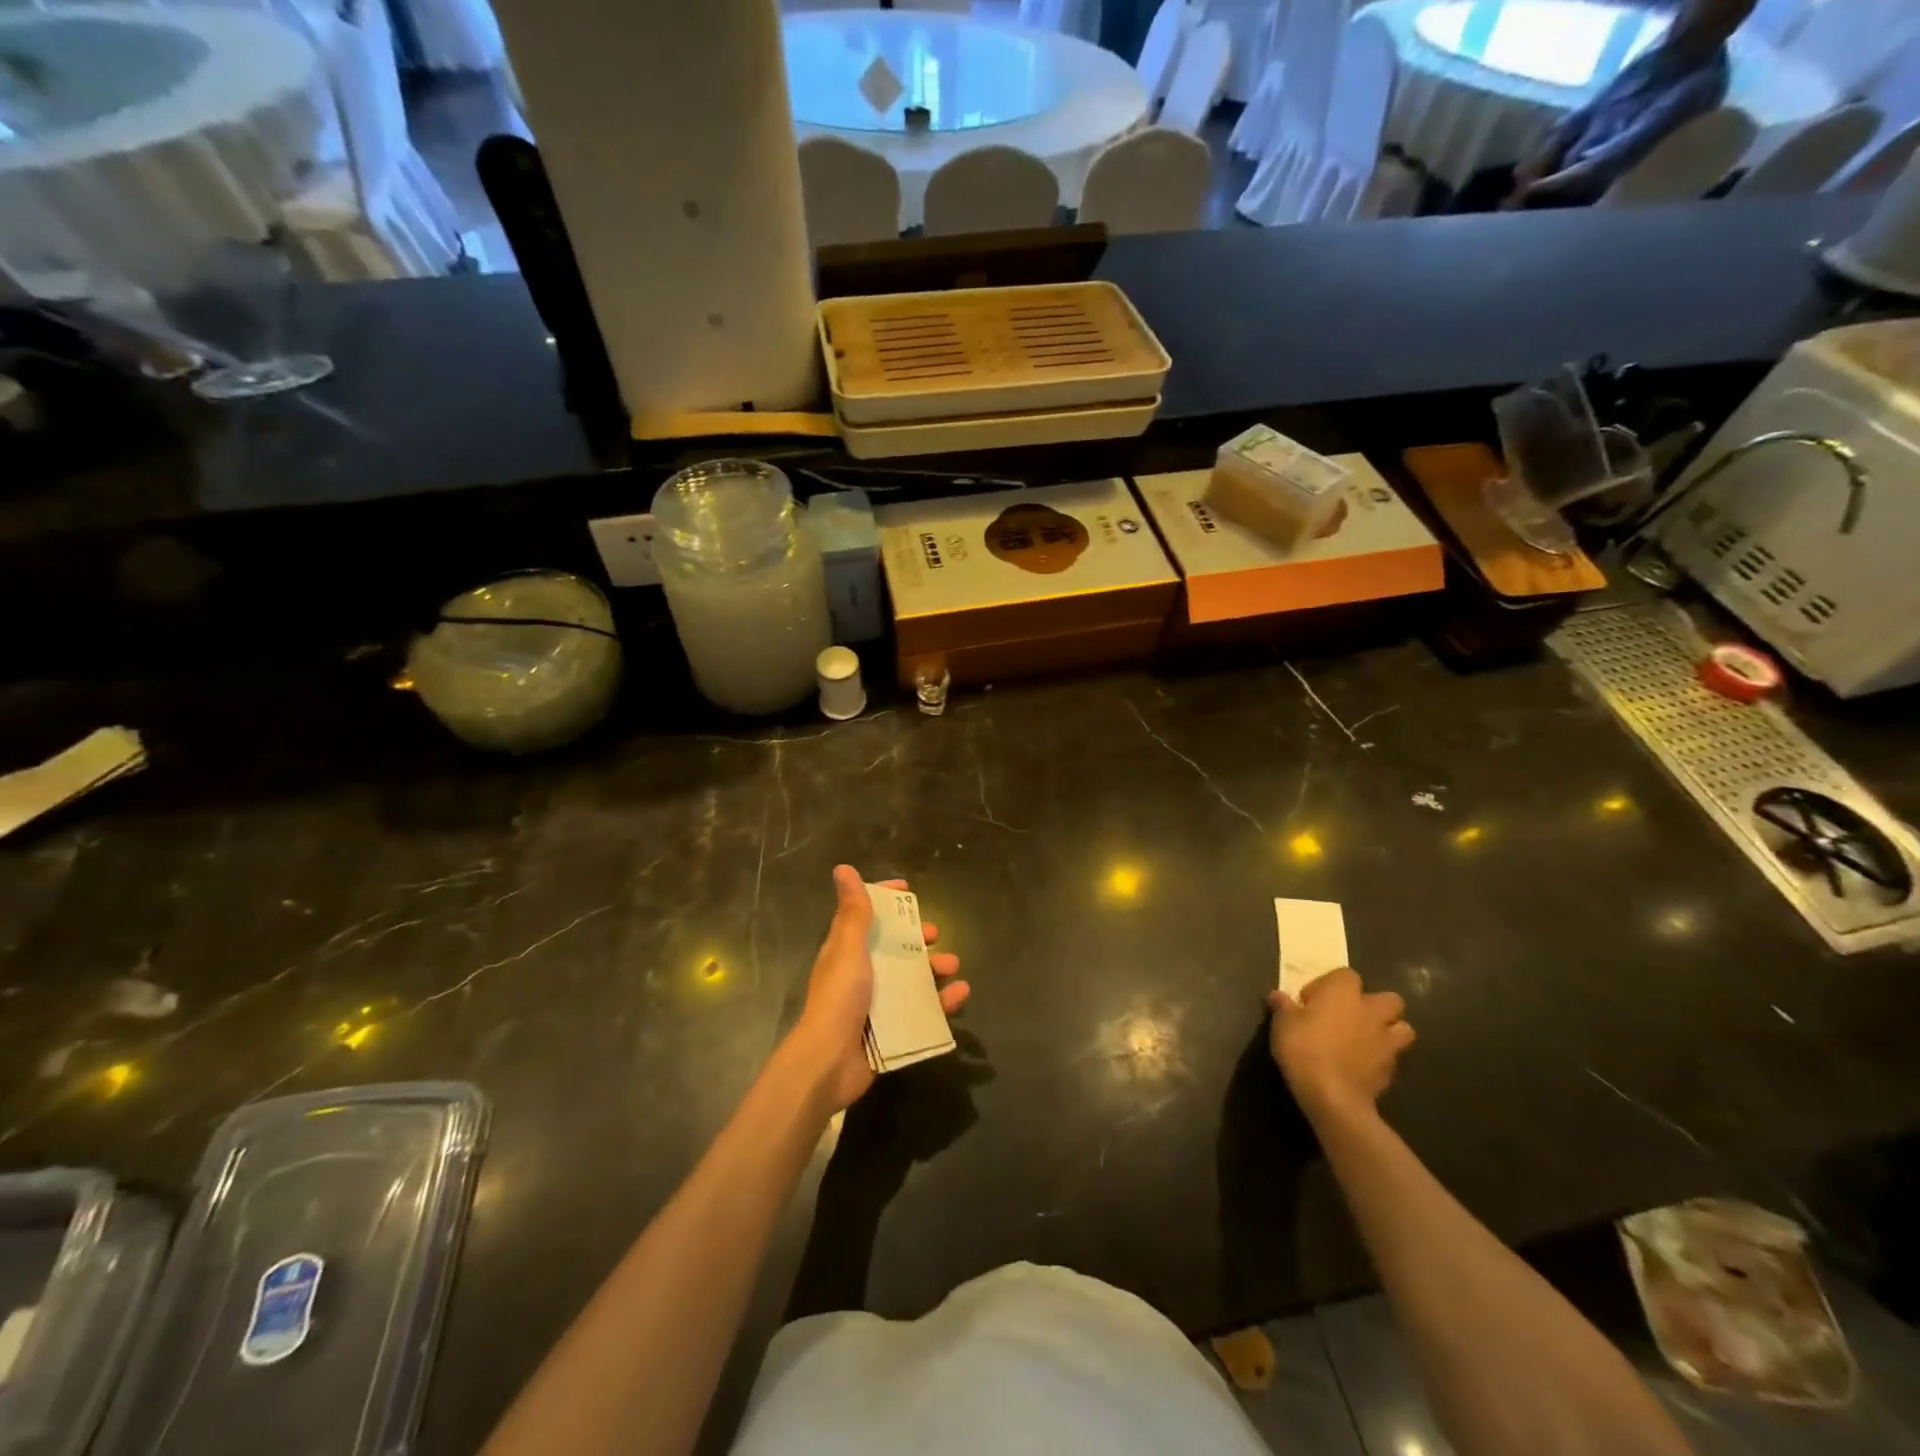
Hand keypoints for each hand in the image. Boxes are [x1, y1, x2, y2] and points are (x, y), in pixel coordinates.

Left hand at [790, 865, 968, 1113]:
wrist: (830, 1062)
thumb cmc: (839, 997)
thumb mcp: (848, 948)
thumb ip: (853, 912)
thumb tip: (843, 869)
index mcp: (847, 951)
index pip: (866, 916)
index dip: (885, 900)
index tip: (908, 891)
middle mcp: (861, 974)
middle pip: (893, 948)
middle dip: (916, 938)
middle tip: (935, 934)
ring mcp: (877, 1004)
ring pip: (911, 979)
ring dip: (934, 969)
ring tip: (953, 965)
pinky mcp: (892, 1030)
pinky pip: (923, 1011)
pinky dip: (943, 1002)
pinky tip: (960, 995)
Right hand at [1266, 968, 1413, 1121]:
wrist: (1332, 1096)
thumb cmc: (1304, 1048)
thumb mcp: (1282, 1023)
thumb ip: (1283, 1006)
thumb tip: (1278, 995)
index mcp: (1343, 993)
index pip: (1346, 974)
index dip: (1330, 984)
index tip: (1312, 1000)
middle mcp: (1371, 1011)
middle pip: (1389, 999)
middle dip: (1375, 1005)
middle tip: (1350, 1016)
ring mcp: (1386, 1041)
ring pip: (1403, 1028)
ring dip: (1389, 1031)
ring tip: (1367, 1040)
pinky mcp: (1391, 1070)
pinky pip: (1393, 1057)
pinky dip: (1381, 1058)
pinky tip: (1363, 1066)